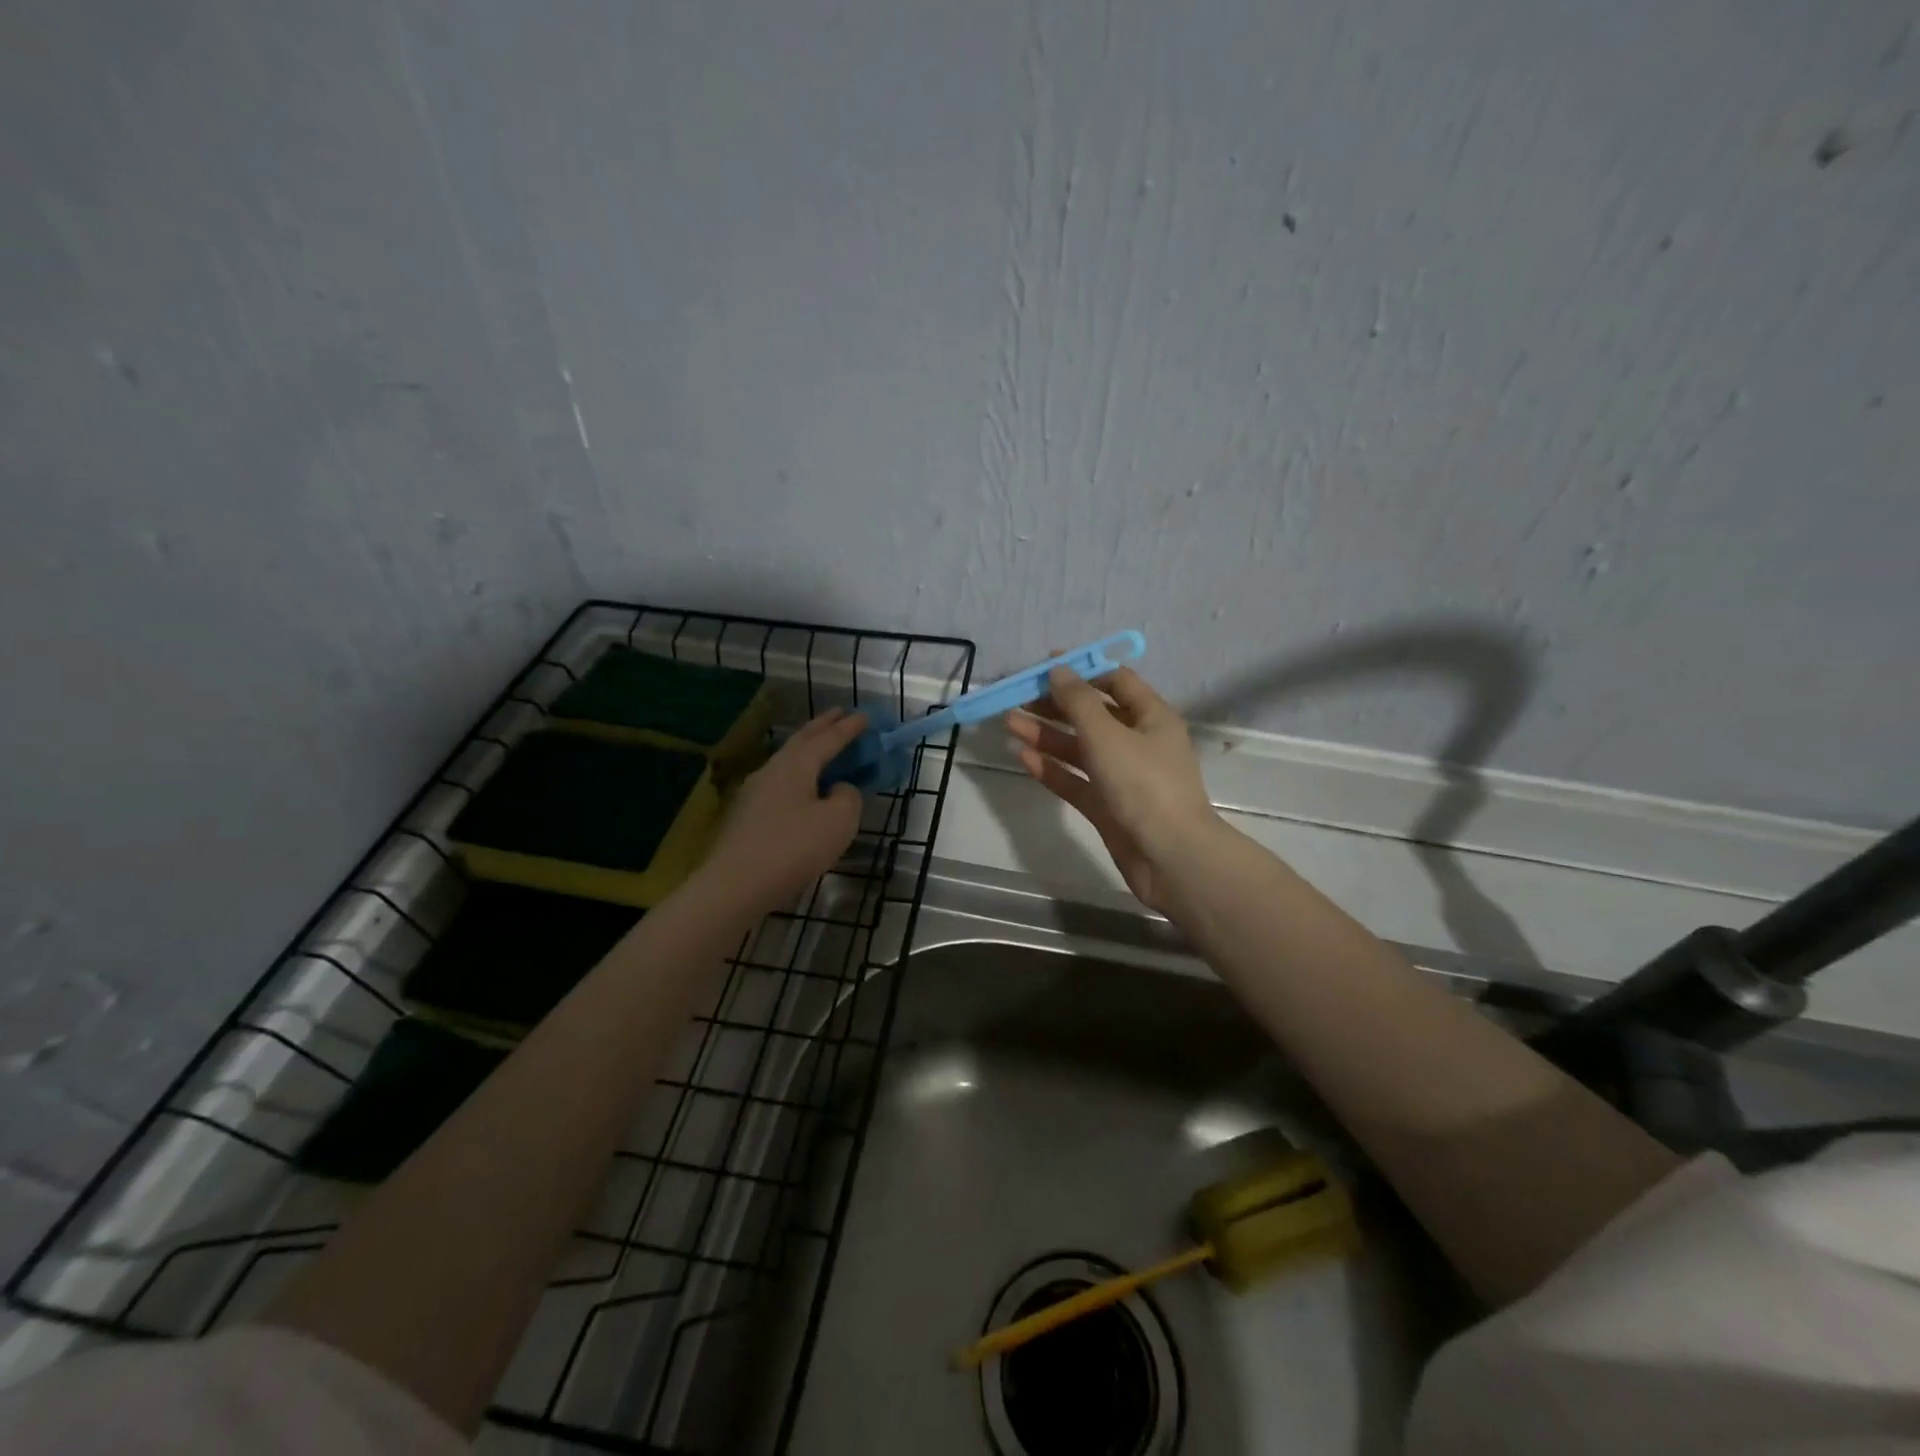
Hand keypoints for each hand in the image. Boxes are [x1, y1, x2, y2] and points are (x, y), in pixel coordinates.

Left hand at [704, 709, 868, 911]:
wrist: (736, 885)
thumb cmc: (793, 848)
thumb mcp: (838, 822)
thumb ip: (848, 798)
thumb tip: (839, 789)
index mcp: (797, 765)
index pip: (828, 738)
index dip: (849, 728)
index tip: (865, 716)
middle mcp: (773, 770)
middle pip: (801, 741)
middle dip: (823, 726)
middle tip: (840, 714)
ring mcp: (755, 792)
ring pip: (788, 761)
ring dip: (808, 750)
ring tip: (822, 747)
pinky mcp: (747, 816)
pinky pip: (780, 783)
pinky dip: (798, 775)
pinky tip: (802, 789)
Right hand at [1007, 666, 1220, 912]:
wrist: (1169, 857)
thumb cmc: (1143, 785)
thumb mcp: (1107, 734)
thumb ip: (1079, 701)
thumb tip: (1059, 669)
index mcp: (1151, 717)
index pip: (1116, 681)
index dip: (1082, 670)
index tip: (1045, 665)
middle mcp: (1138, 743)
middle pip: (1093, 715)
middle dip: (1055, 704)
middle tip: (1017, 697)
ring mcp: (1123, 777)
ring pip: (1080, 748)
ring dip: (1046, 734)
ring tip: (1009, 723)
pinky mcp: (1108, 807)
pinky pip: (1076, 781)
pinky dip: (1052, 768)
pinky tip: (1023, 757)